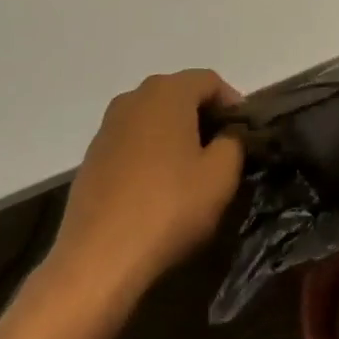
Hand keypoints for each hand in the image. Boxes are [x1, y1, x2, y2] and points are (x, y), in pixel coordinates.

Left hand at [50, 70, 244, 308]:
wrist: (98, 258)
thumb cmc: (169, 207)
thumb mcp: (221, 176)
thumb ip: (233, 143)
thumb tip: (227, 135)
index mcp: (167, 92)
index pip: (210, 81)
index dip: (233, 103)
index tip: (245, 134)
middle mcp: (134, 97)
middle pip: (179, 94)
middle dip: (204, 117)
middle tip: (223, 150)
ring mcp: (108, 126)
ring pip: (153, 118)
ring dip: (176, 134)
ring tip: (192, 170)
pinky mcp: (92, 156)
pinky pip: (132, 141)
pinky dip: (151, 153)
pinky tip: (158, 186)